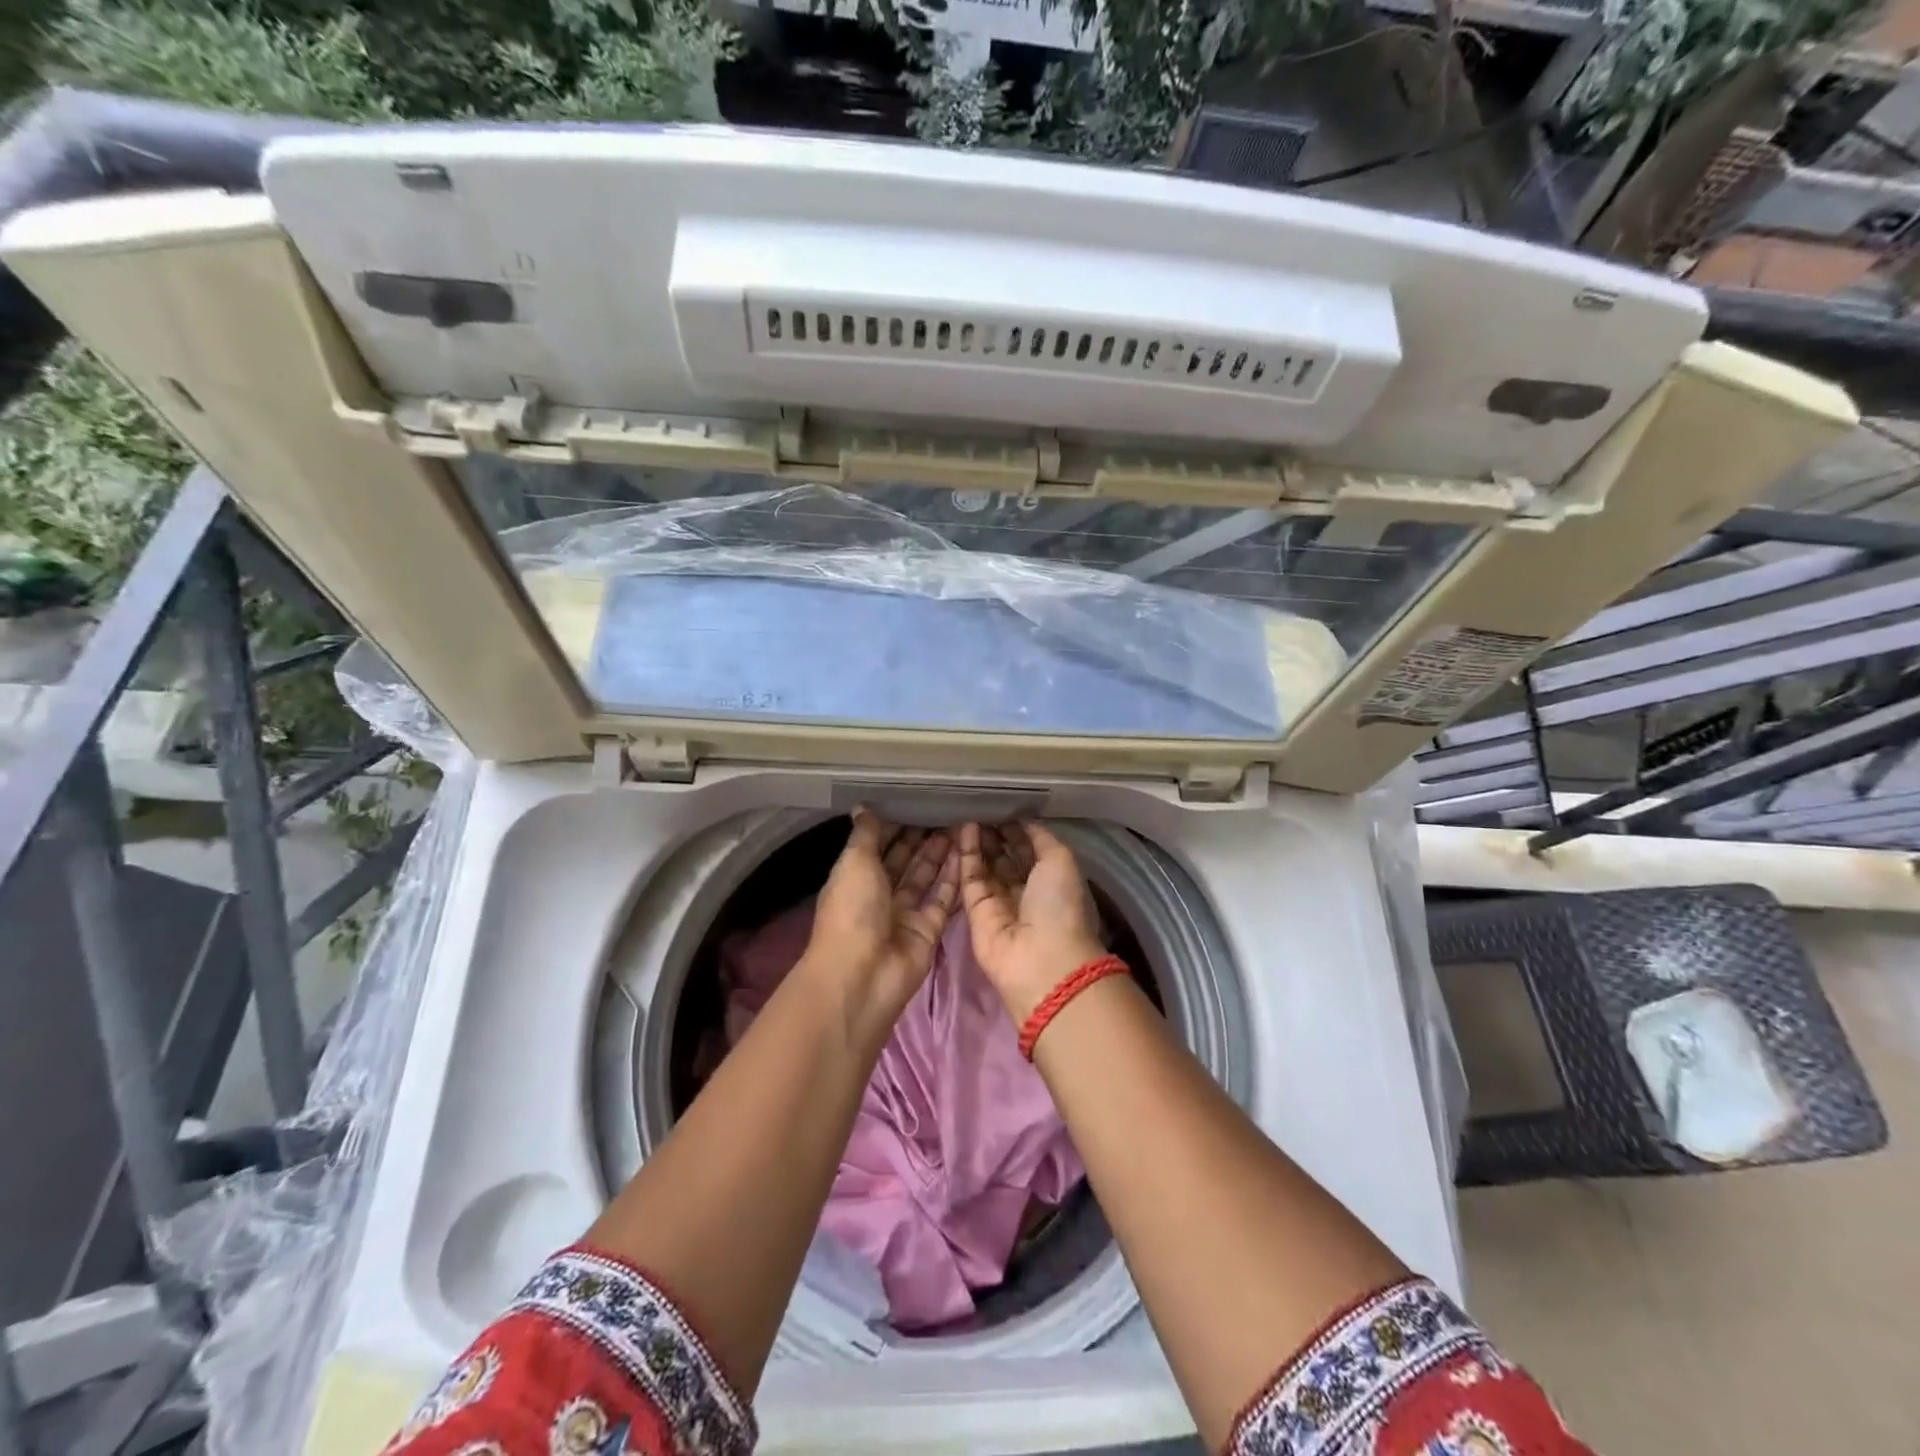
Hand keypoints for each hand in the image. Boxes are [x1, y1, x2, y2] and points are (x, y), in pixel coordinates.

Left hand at [804, 810, 959, 1025]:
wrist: (863, 975)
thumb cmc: (852, 911)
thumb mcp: (854, 863)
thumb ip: (865, 835)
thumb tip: (862, 806)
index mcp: (855, 878)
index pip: (876, 846)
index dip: (894, 826)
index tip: (916, 801)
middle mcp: (879, 895)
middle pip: (903, 862)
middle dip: (921, 838)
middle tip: (946, 810)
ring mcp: (905, 914)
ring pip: (925, 878)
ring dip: (939, 854)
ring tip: (961, 825)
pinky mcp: (928, 931)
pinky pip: (943, 900)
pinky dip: (954, 878)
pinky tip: (968, 853)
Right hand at [959, 821, 1106, 1022]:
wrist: (1039, 958)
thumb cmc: (1059, 905)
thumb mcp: (1061, 860)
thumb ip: (1041, 837)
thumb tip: (1023, 819)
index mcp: (1052, 882)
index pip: (1030, 850)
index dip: (1017, 829)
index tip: (1003, 806)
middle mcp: (1025, 892)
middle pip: (1006, 857)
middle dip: (995, 833)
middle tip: (981, 807)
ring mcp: (999, 902)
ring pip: (985, 865)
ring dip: (979, 840)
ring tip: (969, 812)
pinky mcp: (975, 910)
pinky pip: (970, 877)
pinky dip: (966, 854)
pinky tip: (963, 829)